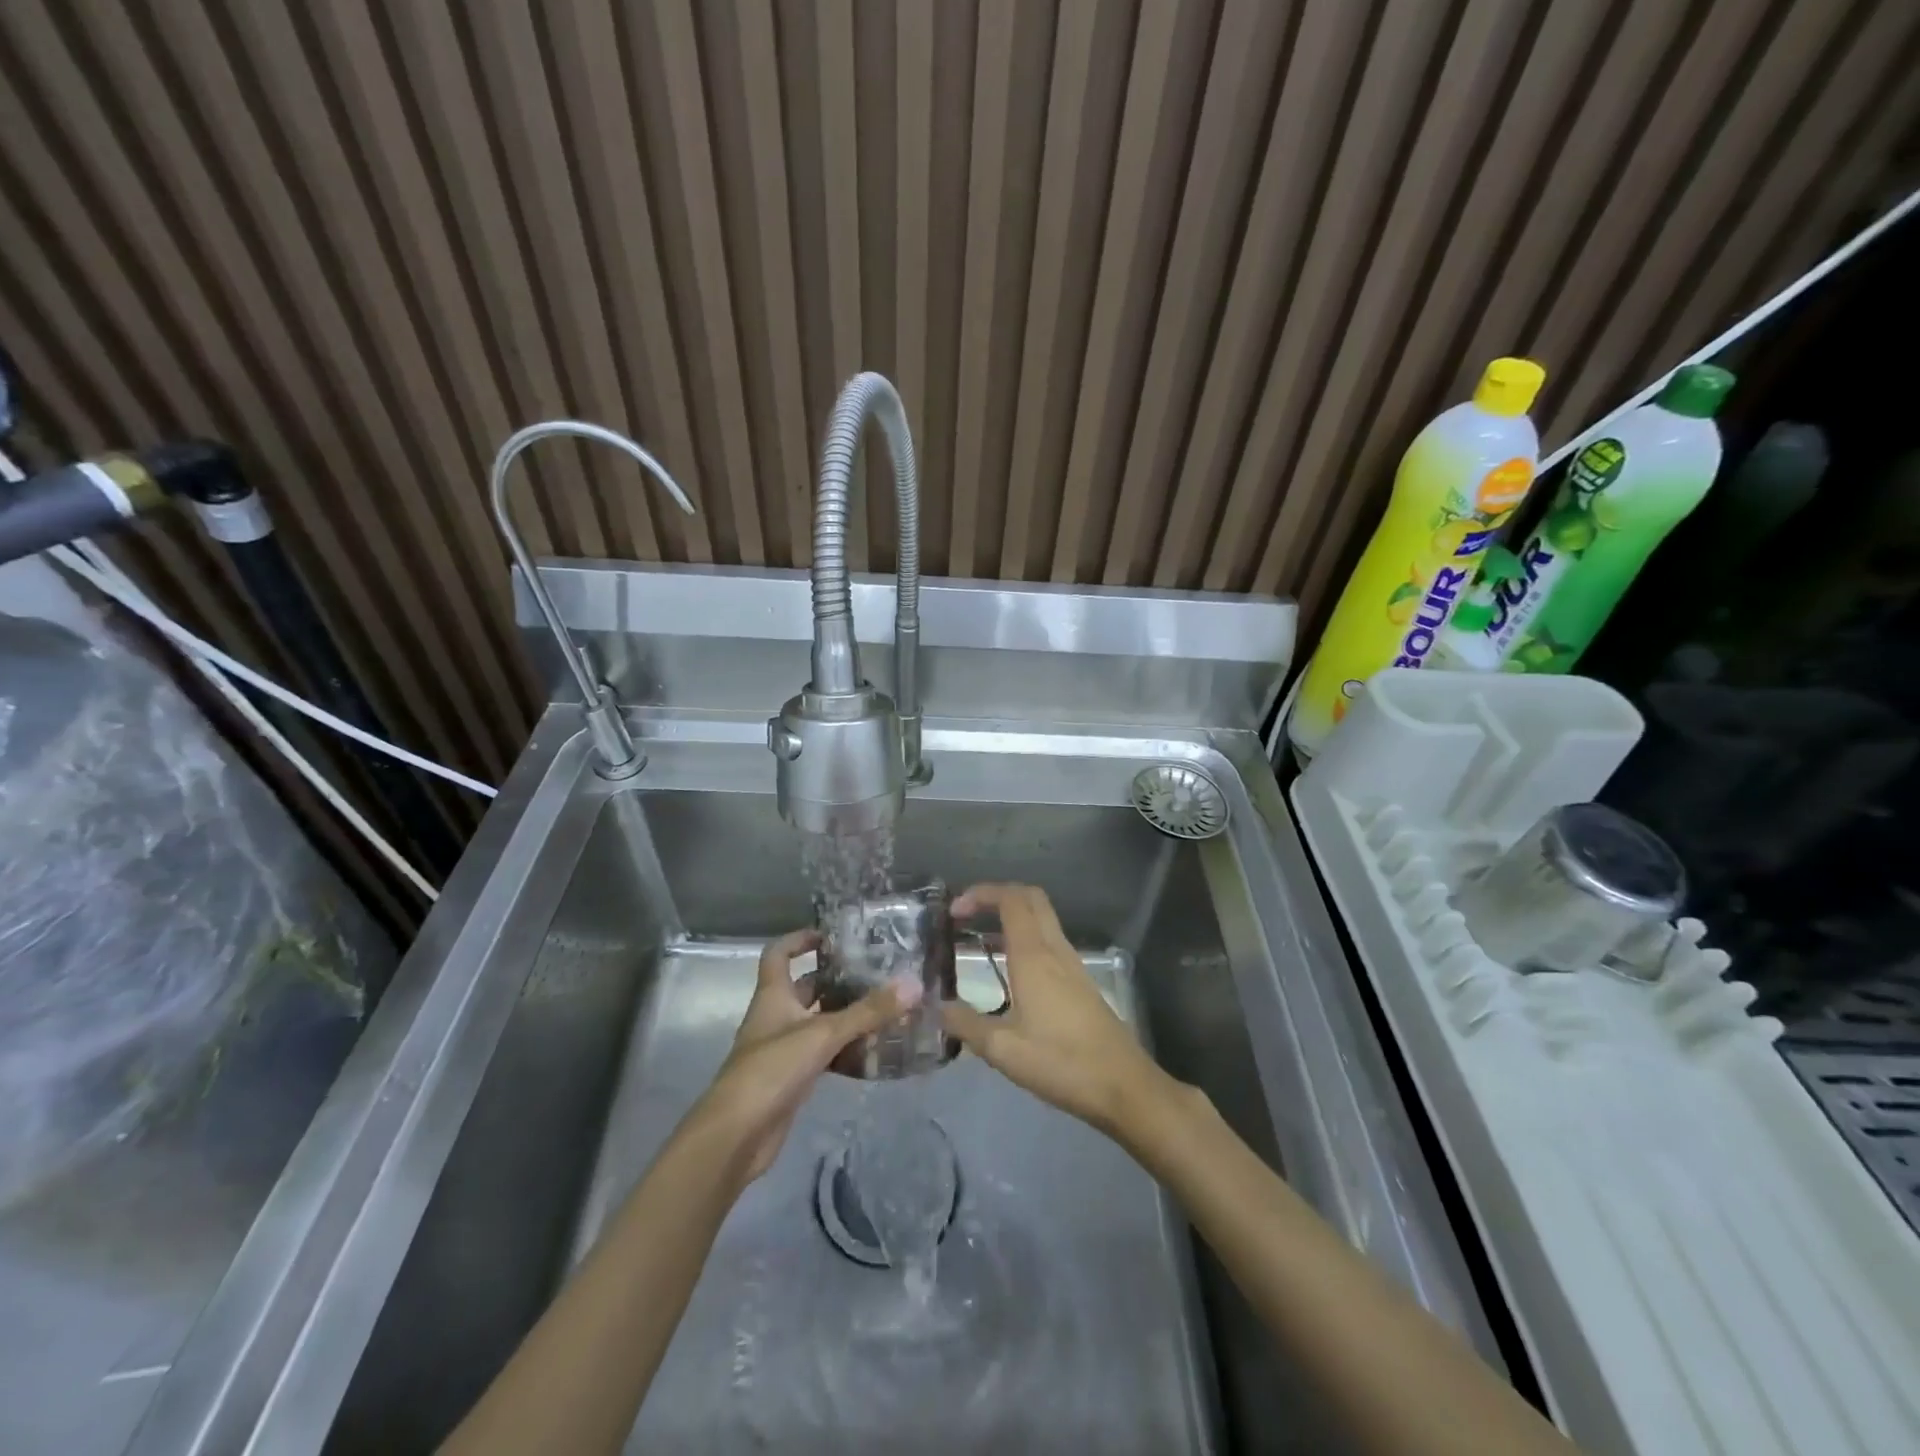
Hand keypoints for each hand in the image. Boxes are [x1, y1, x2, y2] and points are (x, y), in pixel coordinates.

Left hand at [681, 928, 918, 1185]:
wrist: (736, 1136)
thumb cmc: (771, 1070)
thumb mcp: (822, 1034)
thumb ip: (867, 1011)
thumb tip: (912, 984)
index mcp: (773, 996)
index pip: (778, 954)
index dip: (799, 939)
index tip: (832, 936)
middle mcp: (774, 1017)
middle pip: (804, 988)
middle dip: (835, 979)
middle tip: (874, 973)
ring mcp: (781, 1050)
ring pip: (815, 1022)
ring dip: (843, 1015)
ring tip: (882, 1008)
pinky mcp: (791, 1080)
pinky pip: (821, 1054)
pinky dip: (843, 1050)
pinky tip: (871, 1051)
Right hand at [942, 883, 1178, 1137]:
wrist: (1124, 1086)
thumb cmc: (1062, 1063)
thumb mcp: (1003, 1050)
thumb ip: (966, 1025)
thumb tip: (936, 1007)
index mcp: (1034, 956)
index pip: (1011, 899)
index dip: (981, 894)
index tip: (954, 911)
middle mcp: (1055, 949)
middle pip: (1030, 898)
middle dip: (997, 896)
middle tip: (967, 917)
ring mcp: (1072, 964)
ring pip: (1042, 919)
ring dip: (1012, 917)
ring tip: (980, 942)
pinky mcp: (1081, 982)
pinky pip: (1049, 941)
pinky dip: (1025, 939)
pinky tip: (1009, 972)